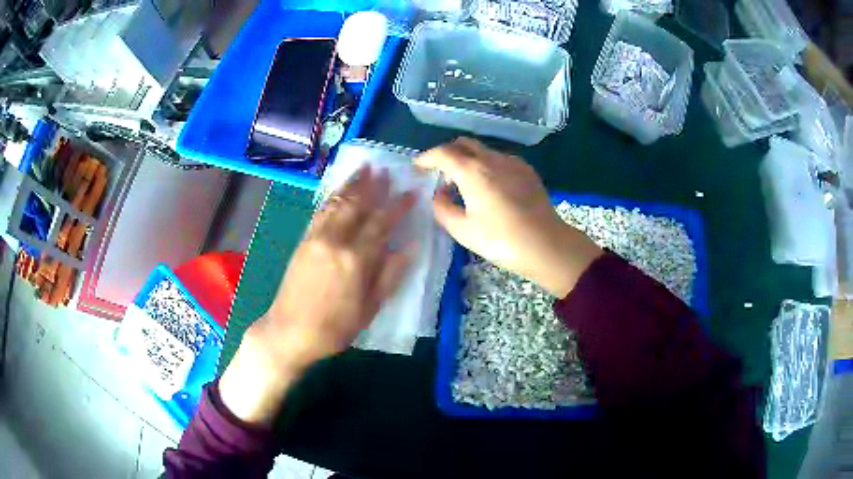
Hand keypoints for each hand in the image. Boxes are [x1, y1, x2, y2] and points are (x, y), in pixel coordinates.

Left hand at [220, 166, 414, 424]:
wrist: (289, 332)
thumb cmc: (335, 327)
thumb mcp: (369, 308)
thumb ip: (389, 275)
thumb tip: (409, 247)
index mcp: (357, 260)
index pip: (382, 224)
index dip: (398, 206)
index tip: (412, 192)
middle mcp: (336, 241)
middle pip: (359, 206)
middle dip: (375, 186)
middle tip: (388, 170)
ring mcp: (316, 237)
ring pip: (338, 203)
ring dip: (353, 184)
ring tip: (366, 168)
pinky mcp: (303, 240)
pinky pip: (320, 211)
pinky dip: (332, 196)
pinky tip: (339, 188)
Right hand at [416, 138, 601, 296]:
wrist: (547, 245)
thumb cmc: (501, 240)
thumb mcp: (462, 230)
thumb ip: (442, 208)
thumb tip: (439, 195)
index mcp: (473, 171)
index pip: (443, 153)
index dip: (427, 158)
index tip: (418, 167)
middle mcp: (492, 158)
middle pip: (464, 143)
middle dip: (447, 153)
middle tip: (439, 173)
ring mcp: (513, 162)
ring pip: (483, 150)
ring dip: (467, 159)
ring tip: (463, 183)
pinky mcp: (527, 170)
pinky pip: (499, 159)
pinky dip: (486, 165)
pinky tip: (488, 187)